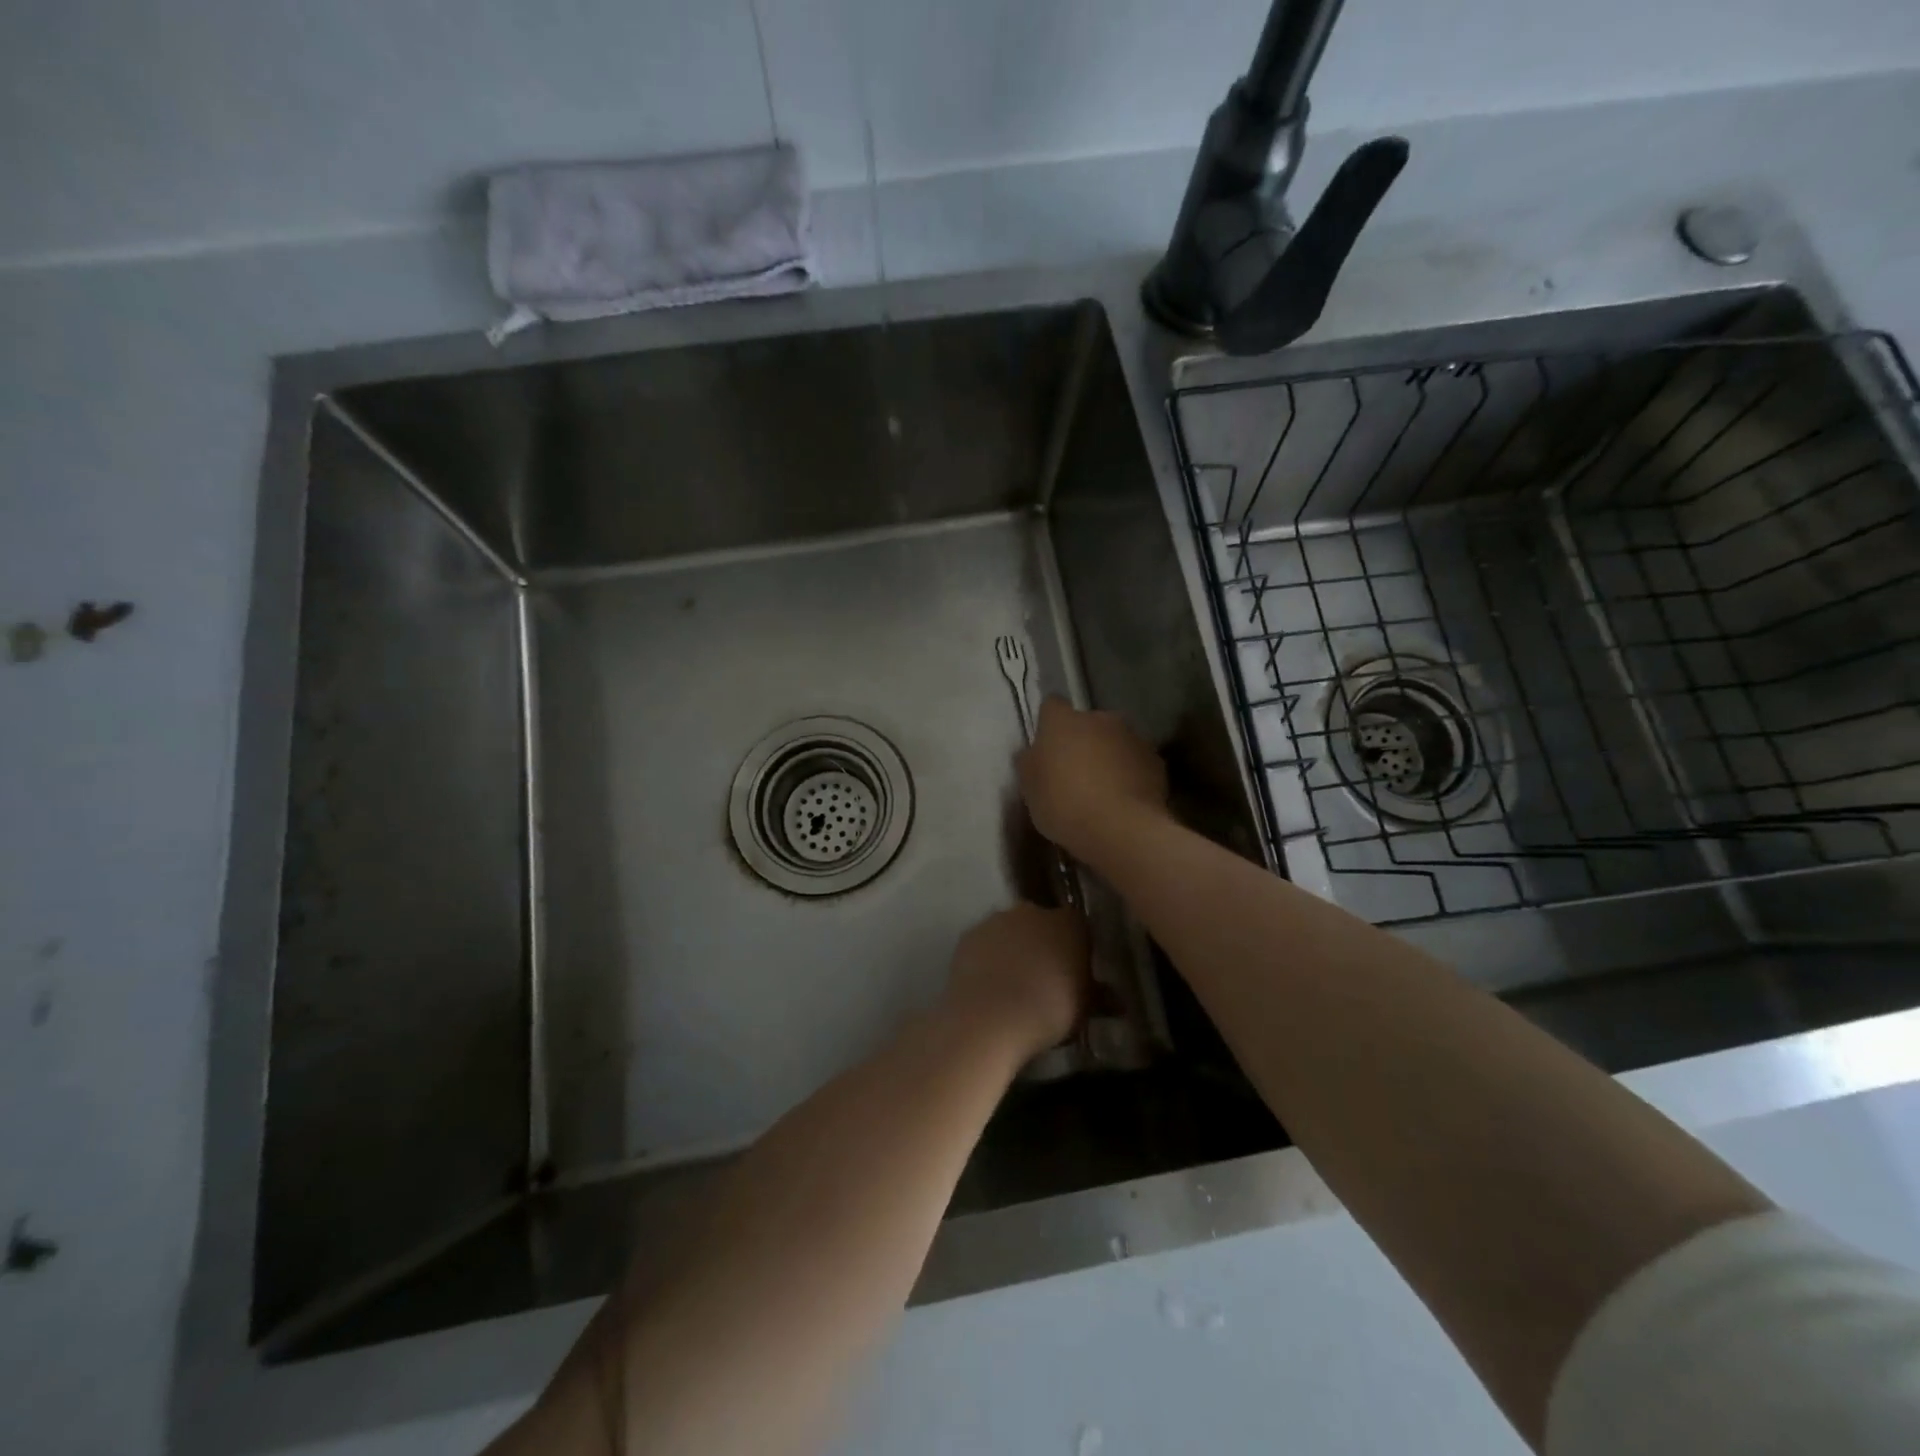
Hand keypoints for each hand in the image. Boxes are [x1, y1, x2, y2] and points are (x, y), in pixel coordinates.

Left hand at [942, 903, 1089, 1060]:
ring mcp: (998, 919)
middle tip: (1044, 979)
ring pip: (1010, 931)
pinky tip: (987, 986)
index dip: (1076, 948)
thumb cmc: (1051, 1010)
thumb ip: (1100, 997)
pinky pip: (984, 944)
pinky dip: (987, 958)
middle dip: (1043, 945)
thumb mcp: (1085, 1010)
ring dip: (1013, 949)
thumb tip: (1116, 1001)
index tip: (1075, 972)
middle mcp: (1034, 911)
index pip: (1078, 926)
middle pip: (1041, 924)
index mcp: (1069, 923)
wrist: (992, 1015)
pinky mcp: (969, 934)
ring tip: (1012, 986)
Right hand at [1016, 697, 1168, 863]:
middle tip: (1073, 773)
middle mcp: (1099, 719)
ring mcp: (1132, 737)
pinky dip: (1130, 774)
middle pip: (1087, 723)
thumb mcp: (1029, 789)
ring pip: (1114, 741)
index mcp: (1063, 721)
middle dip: (1082, 741)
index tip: (1047, 746)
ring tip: (1102, 790)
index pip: (1051, 706)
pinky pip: (1136, 762)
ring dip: (1108, 757)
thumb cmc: (1063, 805)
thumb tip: (1032, 753)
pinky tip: (1124, 800)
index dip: (1048, 724)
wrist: (1120, 829)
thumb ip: (1030, 763)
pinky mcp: (1156, 761)